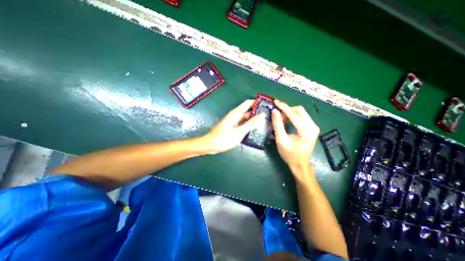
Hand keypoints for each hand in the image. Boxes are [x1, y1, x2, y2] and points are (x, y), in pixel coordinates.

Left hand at [203, 99, 264, 152]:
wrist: (210, 145)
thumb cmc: (224, 138)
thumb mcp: (239, 131)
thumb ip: (251, 123)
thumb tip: (262, 115)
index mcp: (236, 113)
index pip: (248, 103)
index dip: (257, 102)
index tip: (267, 105)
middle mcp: (235, 115)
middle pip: (248, 111)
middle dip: (258, 113)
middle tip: (269, 117)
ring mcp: (234, 122)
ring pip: (246, 119)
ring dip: (254, 121)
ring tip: (265, 124)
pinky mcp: (233, 128)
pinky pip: (243, 125)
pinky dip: (249, 126)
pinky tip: (256, 131)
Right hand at [274, 99, 319, 169]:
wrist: (299, 164)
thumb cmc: (289, 154)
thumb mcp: (281, 140)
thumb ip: (278, 125)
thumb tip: (274, 111)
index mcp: (307, 131)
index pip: (294, 114)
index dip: (284, 107)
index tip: (275, 102)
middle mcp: (313, 126)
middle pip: (299, 110)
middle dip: (287, 110)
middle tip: (277, 114)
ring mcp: (313, 126)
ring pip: (300, 112)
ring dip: (289, 113)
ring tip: (280, 119)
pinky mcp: (311, 127)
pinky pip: (301, 117)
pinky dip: (292, 116)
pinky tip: (286, 121)